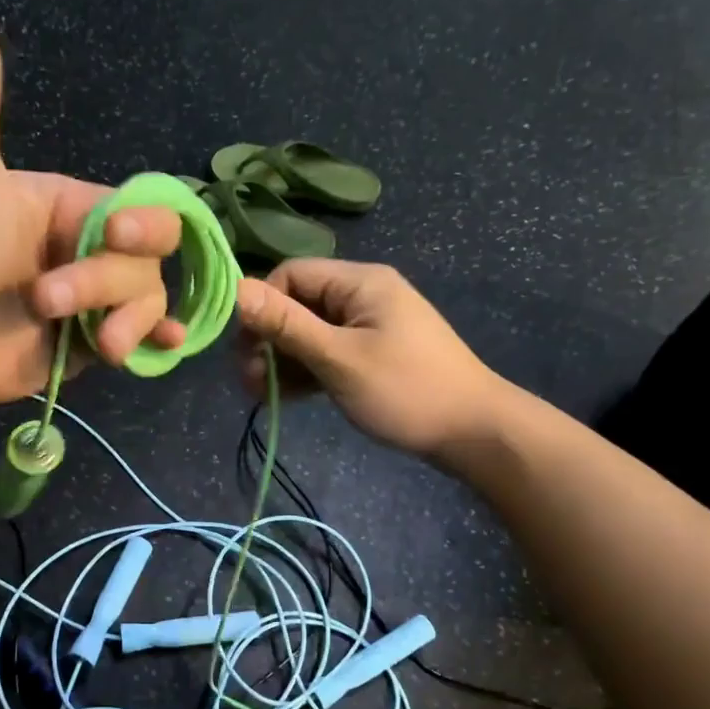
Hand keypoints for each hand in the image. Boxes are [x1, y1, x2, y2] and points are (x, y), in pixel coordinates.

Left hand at [0, 0, 185, 407]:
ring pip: (149, 300)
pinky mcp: (90, 344)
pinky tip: (164, 343)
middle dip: (108, 281)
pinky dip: (158, 340)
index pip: (138, 209)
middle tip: (47, 300)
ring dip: (127, 320)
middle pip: (149, 259)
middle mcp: (92, 251)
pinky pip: (143, 339)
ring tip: (93, 343)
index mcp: (73, 207)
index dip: (143, 224)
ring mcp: (95, 302)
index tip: (113, 236)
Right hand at [234, 260, 503, 460]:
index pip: (291, 275)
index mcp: (359, 283)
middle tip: (249, 381)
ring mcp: (367, 327)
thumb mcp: (339, 358)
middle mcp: (361, 296)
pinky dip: (305, 371)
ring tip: (262, 395)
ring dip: (282, 360)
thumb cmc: (406, 390)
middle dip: (268, 340)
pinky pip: (326, 353)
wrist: (473, 432)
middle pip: (297, 305)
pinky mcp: (370, 354)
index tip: (244, 348)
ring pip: (308, 333)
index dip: (262, 307)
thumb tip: (236, 288)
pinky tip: (285, 396)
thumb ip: (287, 325)